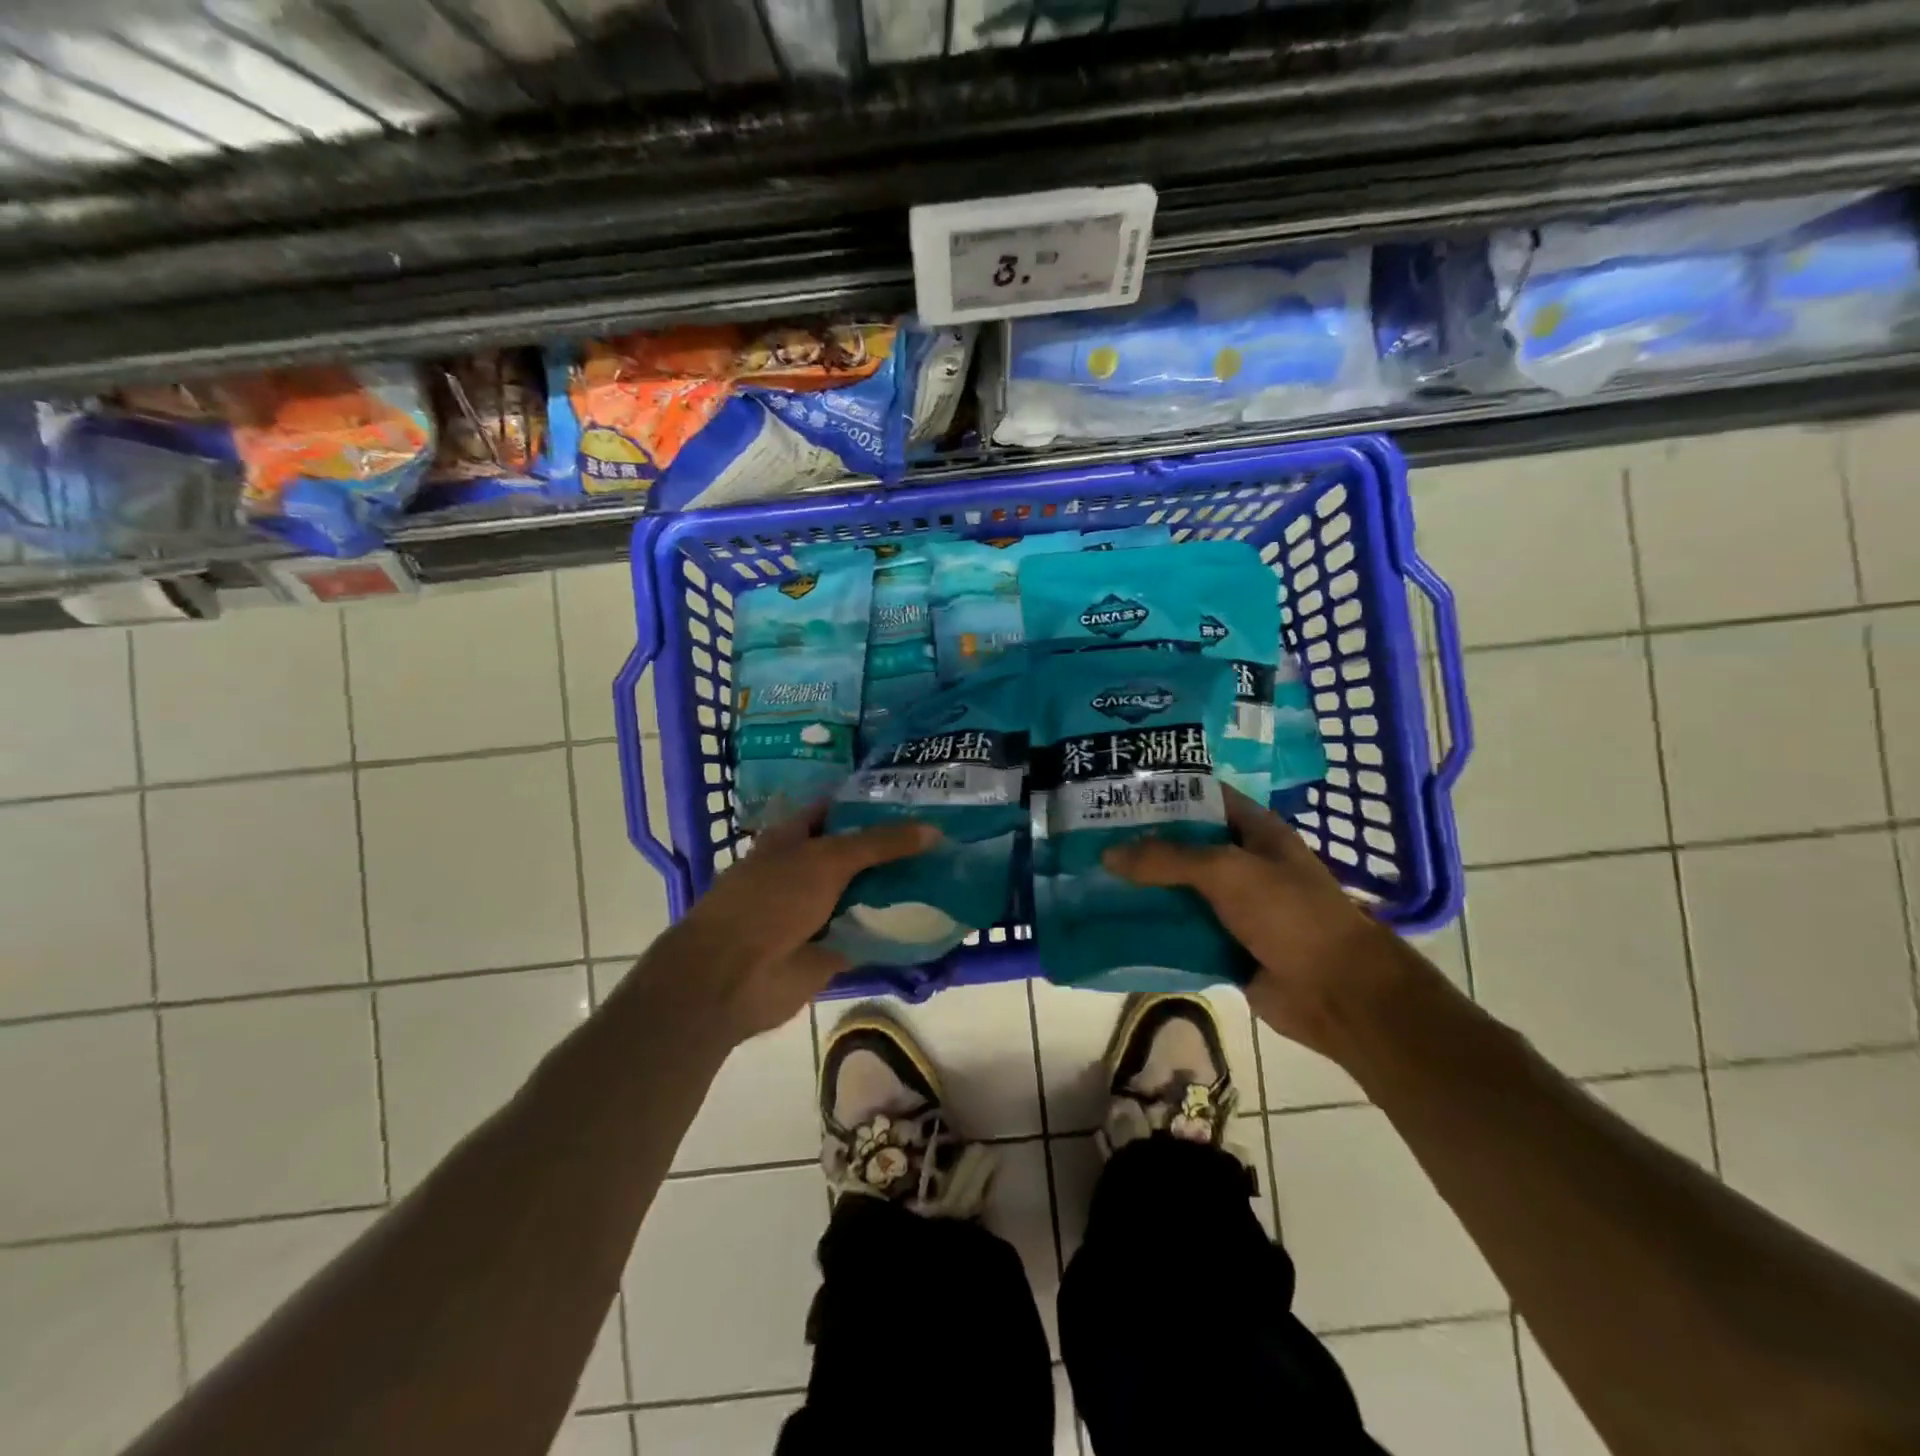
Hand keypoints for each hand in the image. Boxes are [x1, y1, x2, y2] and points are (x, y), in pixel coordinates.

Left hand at [664, 805, 939, 1042]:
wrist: (734, 977)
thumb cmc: (771, 900)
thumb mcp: (827, 859)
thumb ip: (878, 843)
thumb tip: (933, 830)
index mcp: (794, 837)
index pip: (839, 810)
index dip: (872, 802)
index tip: (918, 797)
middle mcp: (807, 870)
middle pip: (858, 853)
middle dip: (895, 846)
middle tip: (947, 834)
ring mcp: (820, 910)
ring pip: (867, 892)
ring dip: (901, 887)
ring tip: (953, 870)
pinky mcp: (833, 948)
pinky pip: (871, 934)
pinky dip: (897, 929)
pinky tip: (937, 917)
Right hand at [1102, 786, 1414, 1058]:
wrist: (1336, 991)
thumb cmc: (1289, 913)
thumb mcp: (1226, 871)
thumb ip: (1166, 858)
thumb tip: (1108, 854)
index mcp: (1254, 831)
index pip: (1203, 797)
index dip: (1164, 791)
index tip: (1116, 790)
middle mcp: (1242, 863)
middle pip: (1184, 845)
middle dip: (1142, 843)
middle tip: (1090, 837)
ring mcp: (1233, 906)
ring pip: (1178, 890)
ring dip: (1142, 888)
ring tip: (1090, 878)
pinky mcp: (1223, 944)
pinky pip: (1180, 930)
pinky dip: (1153, 929)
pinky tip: (1114, 924)